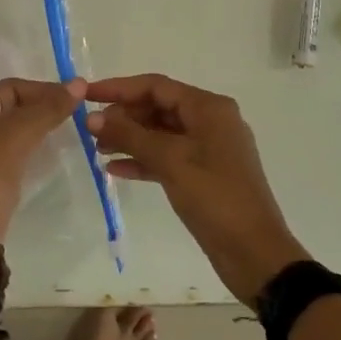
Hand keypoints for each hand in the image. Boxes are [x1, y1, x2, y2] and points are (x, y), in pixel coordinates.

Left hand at [0, 77, 84, 240]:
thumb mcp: (20, 133)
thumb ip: (49, 107)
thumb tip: (78, 83)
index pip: (10, 87)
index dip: (43, 89)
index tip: (73, 99)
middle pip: (7, 106)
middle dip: (39, 107)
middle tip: (70, 115)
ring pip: (6, 129)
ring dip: (32, 127)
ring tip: (60, 131)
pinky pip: (3, 150)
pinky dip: (23, 146)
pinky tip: (40, 153)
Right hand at [85, 74, 308, 304]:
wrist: (254, 253)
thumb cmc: (214, 197)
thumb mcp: (169, 161)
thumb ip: (129, 135)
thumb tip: (92, 117)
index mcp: (208, 108)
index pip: (156, 86)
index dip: (118, 87)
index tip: (86, 94)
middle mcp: (210, 121)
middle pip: (158, 106)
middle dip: (123, 115)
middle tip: (90, 128)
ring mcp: (209, 148)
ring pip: (161, 133)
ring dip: (130, 138)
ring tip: (97, 148)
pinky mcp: (204, 174)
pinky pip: (167, 156)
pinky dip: (143, 160)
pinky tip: (115, 169)